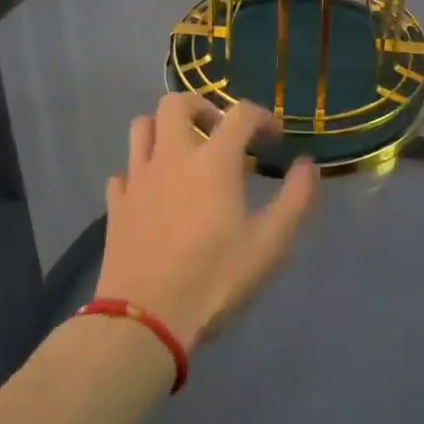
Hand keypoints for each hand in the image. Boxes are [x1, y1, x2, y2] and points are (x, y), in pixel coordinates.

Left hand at [94, 94, 319, 349]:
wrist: (145, 320)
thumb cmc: (214, 280)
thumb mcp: (270, 245)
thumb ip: (296, 199)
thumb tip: (307, 165)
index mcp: (213, 161)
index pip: (240, 113)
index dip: (262, 117)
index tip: (274, 138)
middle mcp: (171, 157)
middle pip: (176, 103)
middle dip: (202, 107)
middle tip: (219, 133)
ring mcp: (138, 179)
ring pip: (141, 127)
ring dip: (164, 129)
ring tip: (184, 153)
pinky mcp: (116, 204)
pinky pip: (124, 171)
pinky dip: (140, 170)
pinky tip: (154, 192)